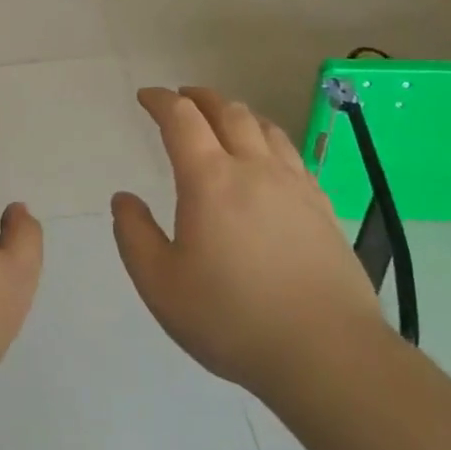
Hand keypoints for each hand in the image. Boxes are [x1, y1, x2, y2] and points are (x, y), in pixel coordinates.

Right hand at [110, 87, 382, 397]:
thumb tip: (124, 198)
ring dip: (237, 112)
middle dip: (200, 97)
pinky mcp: (322, 206)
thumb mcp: (160, 285)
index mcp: (210, 180)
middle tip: (182, 97)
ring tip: (223, 117)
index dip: (161, 101)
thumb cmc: (232, 318)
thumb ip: (134, 235)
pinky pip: (291, 153)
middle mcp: (254, 168)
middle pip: (228, 112)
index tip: (146, 97)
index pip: (182, 119)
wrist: (326, 353)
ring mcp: (294, 185)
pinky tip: (268, 157)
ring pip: (265, 127)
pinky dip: (268, 138)